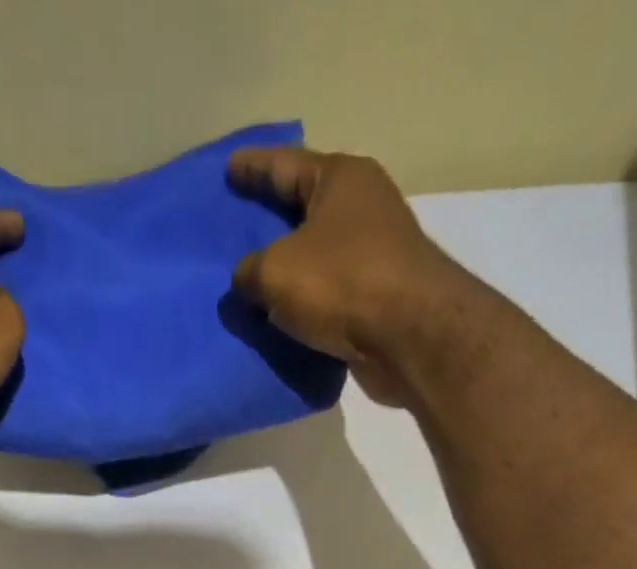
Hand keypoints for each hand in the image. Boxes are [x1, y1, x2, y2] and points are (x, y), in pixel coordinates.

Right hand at [228, 149, 464, 407]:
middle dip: (272, 217)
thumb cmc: (341, 283)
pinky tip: (280, 316)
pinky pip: (328, 293)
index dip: (253, 167)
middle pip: (305, 208)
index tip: (229, 166)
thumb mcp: (275, 272)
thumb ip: (249, 272)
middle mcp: (362, 206)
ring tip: (254, 280)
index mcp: (340, 179)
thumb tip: (247, 279)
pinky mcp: (377, 296)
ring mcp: (374, 252)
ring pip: (317, 255)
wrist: (407, 335)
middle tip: (239, 224)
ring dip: (289, 268)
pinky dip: (305, 302)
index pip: (285, 164)